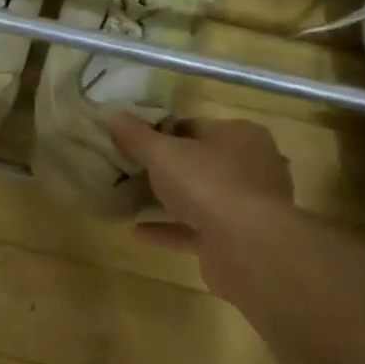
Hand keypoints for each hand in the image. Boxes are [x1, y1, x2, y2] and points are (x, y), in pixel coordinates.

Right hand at [107, 113, 317, 296]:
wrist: (248, 248)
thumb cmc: (208, 184)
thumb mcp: (163, 153)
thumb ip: (137, 136)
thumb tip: (114, 115)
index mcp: (240, 135)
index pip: (195, 126)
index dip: (162, 132)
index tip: (132, 141)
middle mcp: (250, 167)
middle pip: (198, 162)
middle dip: (164, 169)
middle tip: (128, 171)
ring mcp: (246, 206)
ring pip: (198, 198)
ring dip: (165, 201)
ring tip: (127, 200)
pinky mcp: (236, 240)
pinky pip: (196, 230)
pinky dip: (168, 229)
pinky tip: (136, 231)